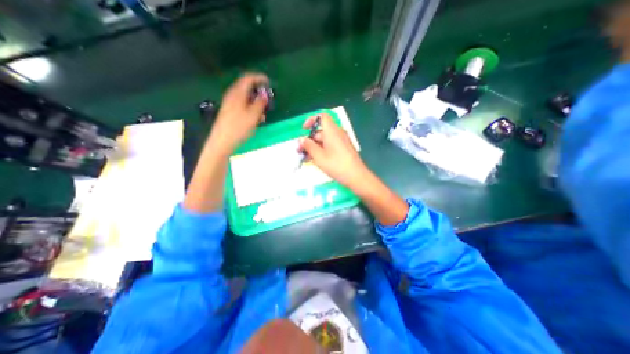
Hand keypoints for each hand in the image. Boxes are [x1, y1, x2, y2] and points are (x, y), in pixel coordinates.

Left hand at [209, 72, 267, 152]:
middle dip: (259, 93)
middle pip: (247, 88)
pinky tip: (255, 120)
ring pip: (246, 98)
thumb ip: (260, 103)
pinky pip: (243, 105)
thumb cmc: (238, 127)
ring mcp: (230, 103)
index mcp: (237, 93)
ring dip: (256, 103)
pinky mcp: (230, 111)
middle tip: (267, 102)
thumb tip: (265, 94)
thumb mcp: (253, 115)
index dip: (259, 78)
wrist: (222, 141)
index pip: (248, 78)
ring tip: (262, 115)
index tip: (269, 82)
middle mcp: (232, 95)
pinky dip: (251, 109)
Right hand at [299, 114, 369, 189]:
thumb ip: (308, 146)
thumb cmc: (336, 164)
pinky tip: (316, 160)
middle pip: (321, 131)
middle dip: (309, 140)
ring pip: (325, 140)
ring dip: (314, 147)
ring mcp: (342, 141)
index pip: (322, 117)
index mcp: (332, 131)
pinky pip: (331, 145)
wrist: (355, 176)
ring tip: (307, 158)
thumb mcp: (318, 156)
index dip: (311, 120)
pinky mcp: (344, 149)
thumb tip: (301, 139)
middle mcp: (338, 133)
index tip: (304, 130)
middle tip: (301, 151)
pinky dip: (322, 150)